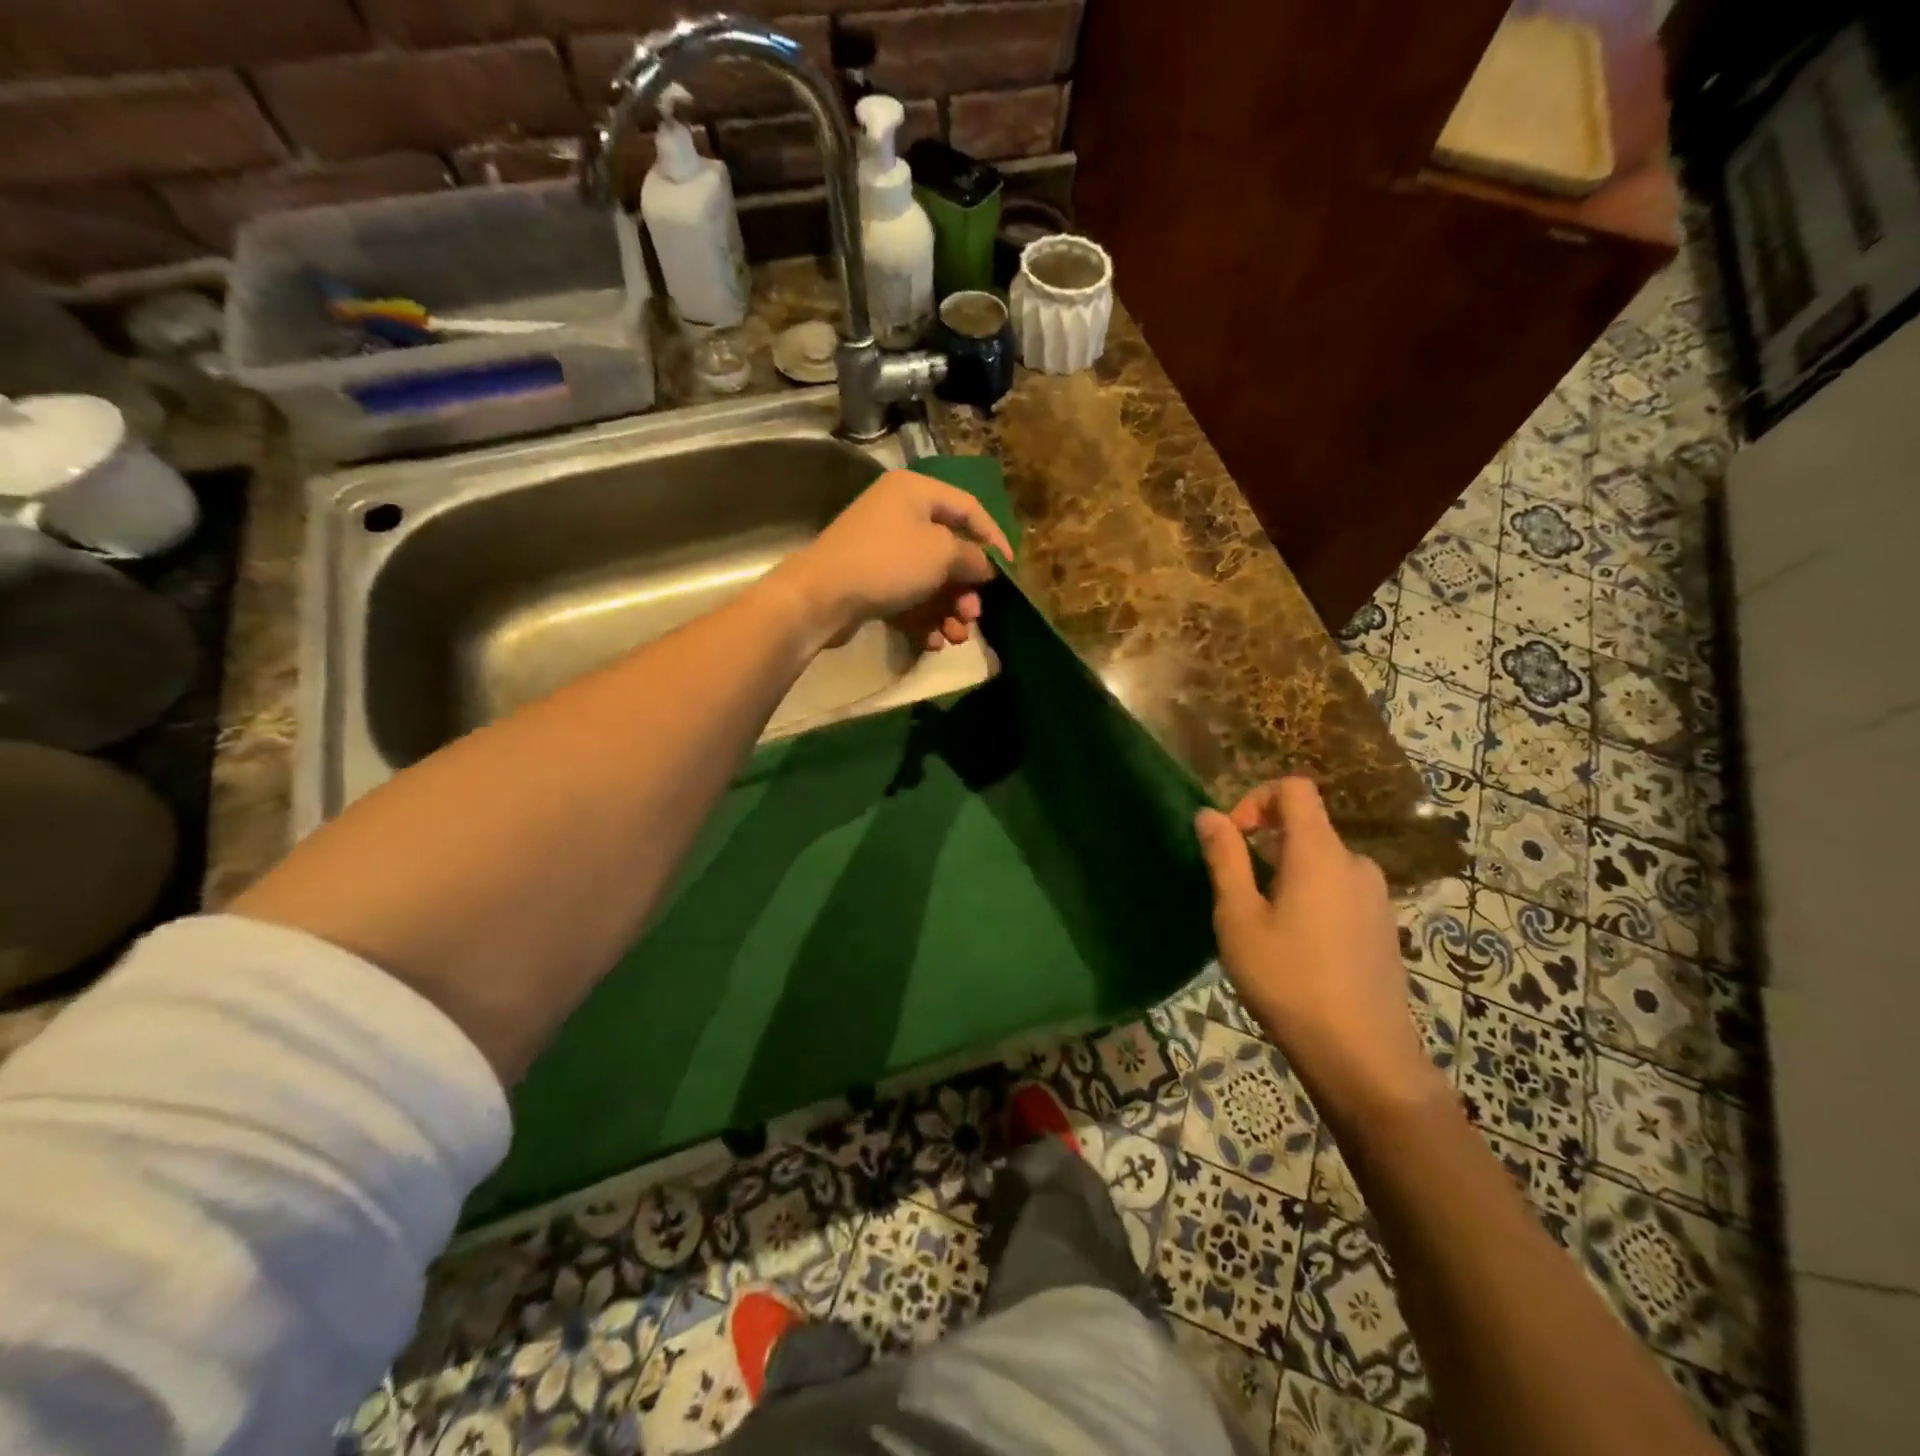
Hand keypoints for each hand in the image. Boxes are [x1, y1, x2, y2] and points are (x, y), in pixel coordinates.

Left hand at [775, 469, 1014, 651]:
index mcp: (916, 492)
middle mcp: (899, 515)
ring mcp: (883, 550)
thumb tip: (985, 567)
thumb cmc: (888, 563)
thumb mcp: (941, 555)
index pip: (969, 509)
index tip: (1010, 571)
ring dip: (948, 610)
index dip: (994, 539)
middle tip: (974, 615)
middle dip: (966, 589)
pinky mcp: (871, 582)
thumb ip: (972, 558)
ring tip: (956, 636)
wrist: (822, 597)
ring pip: (930, 581)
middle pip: (949, 552)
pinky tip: (933, 641)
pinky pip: (908, 598)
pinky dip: (924, 619)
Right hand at [1195, 778, 1443, 1116]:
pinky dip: (1311, 897)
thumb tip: (1208, 814)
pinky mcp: (1384, 926)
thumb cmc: (1288, 979)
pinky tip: (1297, 947)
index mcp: (1319, 852)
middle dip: (1264, 845)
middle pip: (1306, 827)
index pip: (1294, 789)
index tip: (1233, 838)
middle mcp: (1355, 863)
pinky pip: (1339, 890)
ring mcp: (1376, 896)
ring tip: (1263, 926)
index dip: (1256, 798)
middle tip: (1236, 893)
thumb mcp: (1239, 917)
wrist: (1362, 1055)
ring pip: (1320, 863)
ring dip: (1286, 875)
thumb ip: (1224, 858)